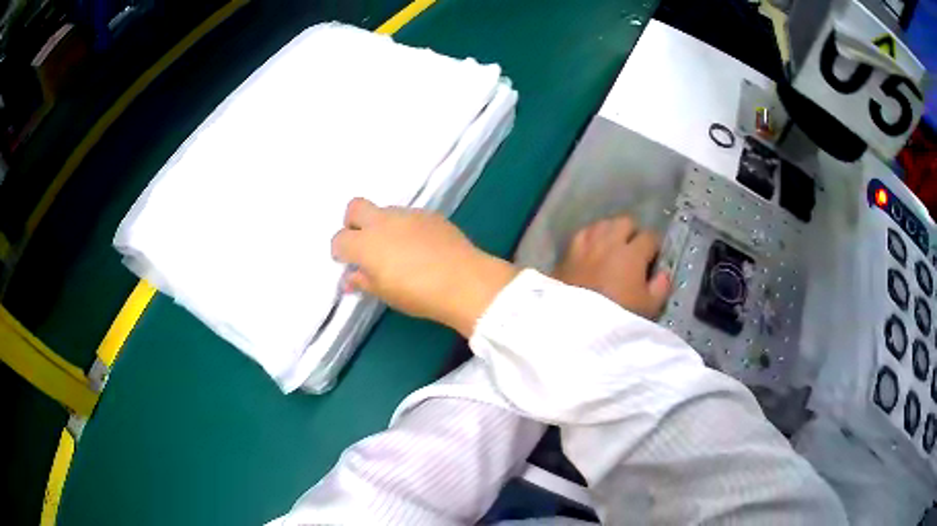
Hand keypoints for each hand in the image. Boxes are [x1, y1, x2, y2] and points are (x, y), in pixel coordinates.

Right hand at [331, 198, 516, 336]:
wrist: (464, 281)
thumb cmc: (418, 294)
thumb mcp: (385, 294)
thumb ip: (363, 281)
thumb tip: (350, 278)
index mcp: (365, 243)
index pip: (339, 239)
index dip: (340, 251)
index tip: (348, 263)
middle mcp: (382, 222)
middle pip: (355, 207)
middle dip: (352, 222)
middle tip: (364, 244)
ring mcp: (407, 214)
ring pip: (384, 211)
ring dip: (382, 225)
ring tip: (397, 249)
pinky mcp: (429, 214)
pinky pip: (409, 216)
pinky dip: (406, 227)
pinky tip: (420, 246)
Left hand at [553, 215, 669, 318]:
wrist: (576, 324)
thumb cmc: (617, 317)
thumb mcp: (648, 308)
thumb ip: (660, 287)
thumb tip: (664, 274)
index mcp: (632, 253)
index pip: (650, 236)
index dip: (654, 245)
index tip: (654, 257)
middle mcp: (609, 242)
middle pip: (625, 222)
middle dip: (632, 232)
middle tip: (634, 250)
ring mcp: (586, 245)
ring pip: (602, 224)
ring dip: (611, 231)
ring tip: (612, 247)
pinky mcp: (567, 252)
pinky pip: (583, 233)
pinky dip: (590, 237)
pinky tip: (592, 249)